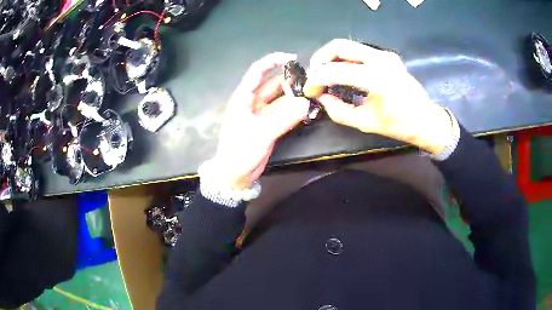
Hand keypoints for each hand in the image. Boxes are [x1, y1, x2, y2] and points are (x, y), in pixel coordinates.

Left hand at [209, 53, 309, 189]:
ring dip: (294, 96)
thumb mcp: (261, 133)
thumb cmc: (240, 151)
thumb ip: (284, 119)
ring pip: (280, 98)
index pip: (258, 71)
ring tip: (313, 94)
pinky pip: (284, 112)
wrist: (235, 174)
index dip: (274, 61)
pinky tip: (307, 109)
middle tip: (310, 80)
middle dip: (289, 80)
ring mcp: (262, 114)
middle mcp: (253, 101)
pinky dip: (294, 110)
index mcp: (244, 97)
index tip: (293, 58)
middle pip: (273, 83)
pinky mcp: (269, 125)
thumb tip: (306, 104)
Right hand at [303, 39, 453, 154]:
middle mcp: (380, 59)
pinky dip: (345, 59)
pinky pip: (359, 51)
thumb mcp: (365, 123)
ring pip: (348, 45)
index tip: (309, 91)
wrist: (426, 119)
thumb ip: (338, 110)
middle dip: (320, 59)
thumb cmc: (399, 125)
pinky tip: (343, 72)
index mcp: (376, 78)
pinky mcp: (387, 55)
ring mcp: (385, 54)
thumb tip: (321, 98)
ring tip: (325, 74)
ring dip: (332, 57)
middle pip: (339, 46)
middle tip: (314, 76)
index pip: (335, 71)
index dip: (316, 80)